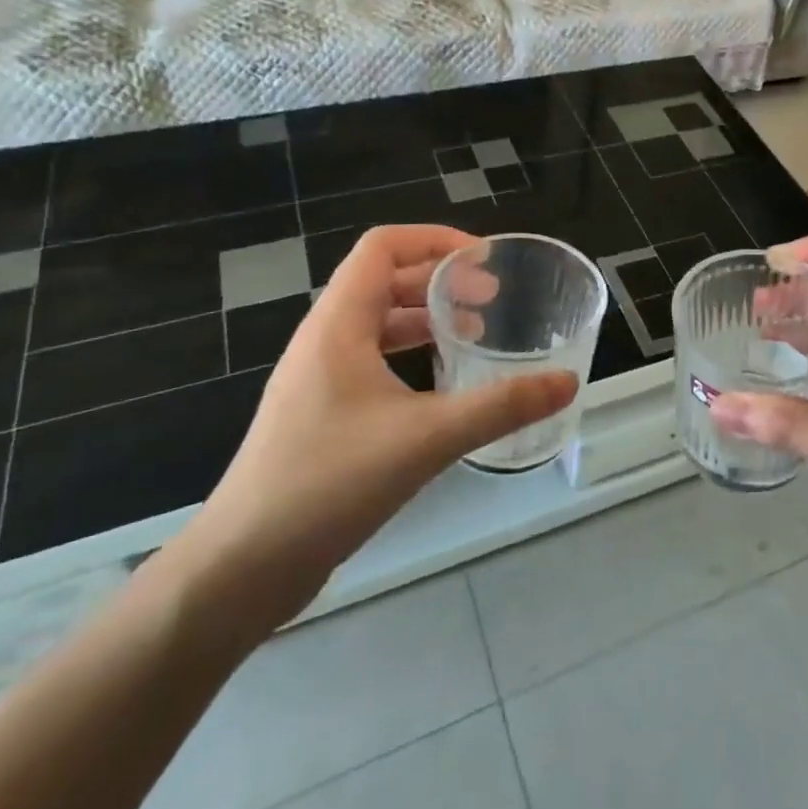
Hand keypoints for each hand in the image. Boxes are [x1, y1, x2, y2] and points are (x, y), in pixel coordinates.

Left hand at [170, 225, 576, 639]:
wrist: (240, 568)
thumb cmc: (328, 483)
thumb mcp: (426, 438)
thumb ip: (500, 406)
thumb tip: (566, 382)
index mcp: (338, 324)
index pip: (383, 247)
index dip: (435, 240)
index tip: (485, 261)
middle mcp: (324, 339)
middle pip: (383, 280)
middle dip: (440, 279)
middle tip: (493, 297)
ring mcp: (318, 378)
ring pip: (378, 322)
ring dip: (426, 317)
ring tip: (476, 333)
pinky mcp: (321, 413)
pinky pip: (372, 360)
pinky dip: (411, 355)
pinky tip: (442, 387)